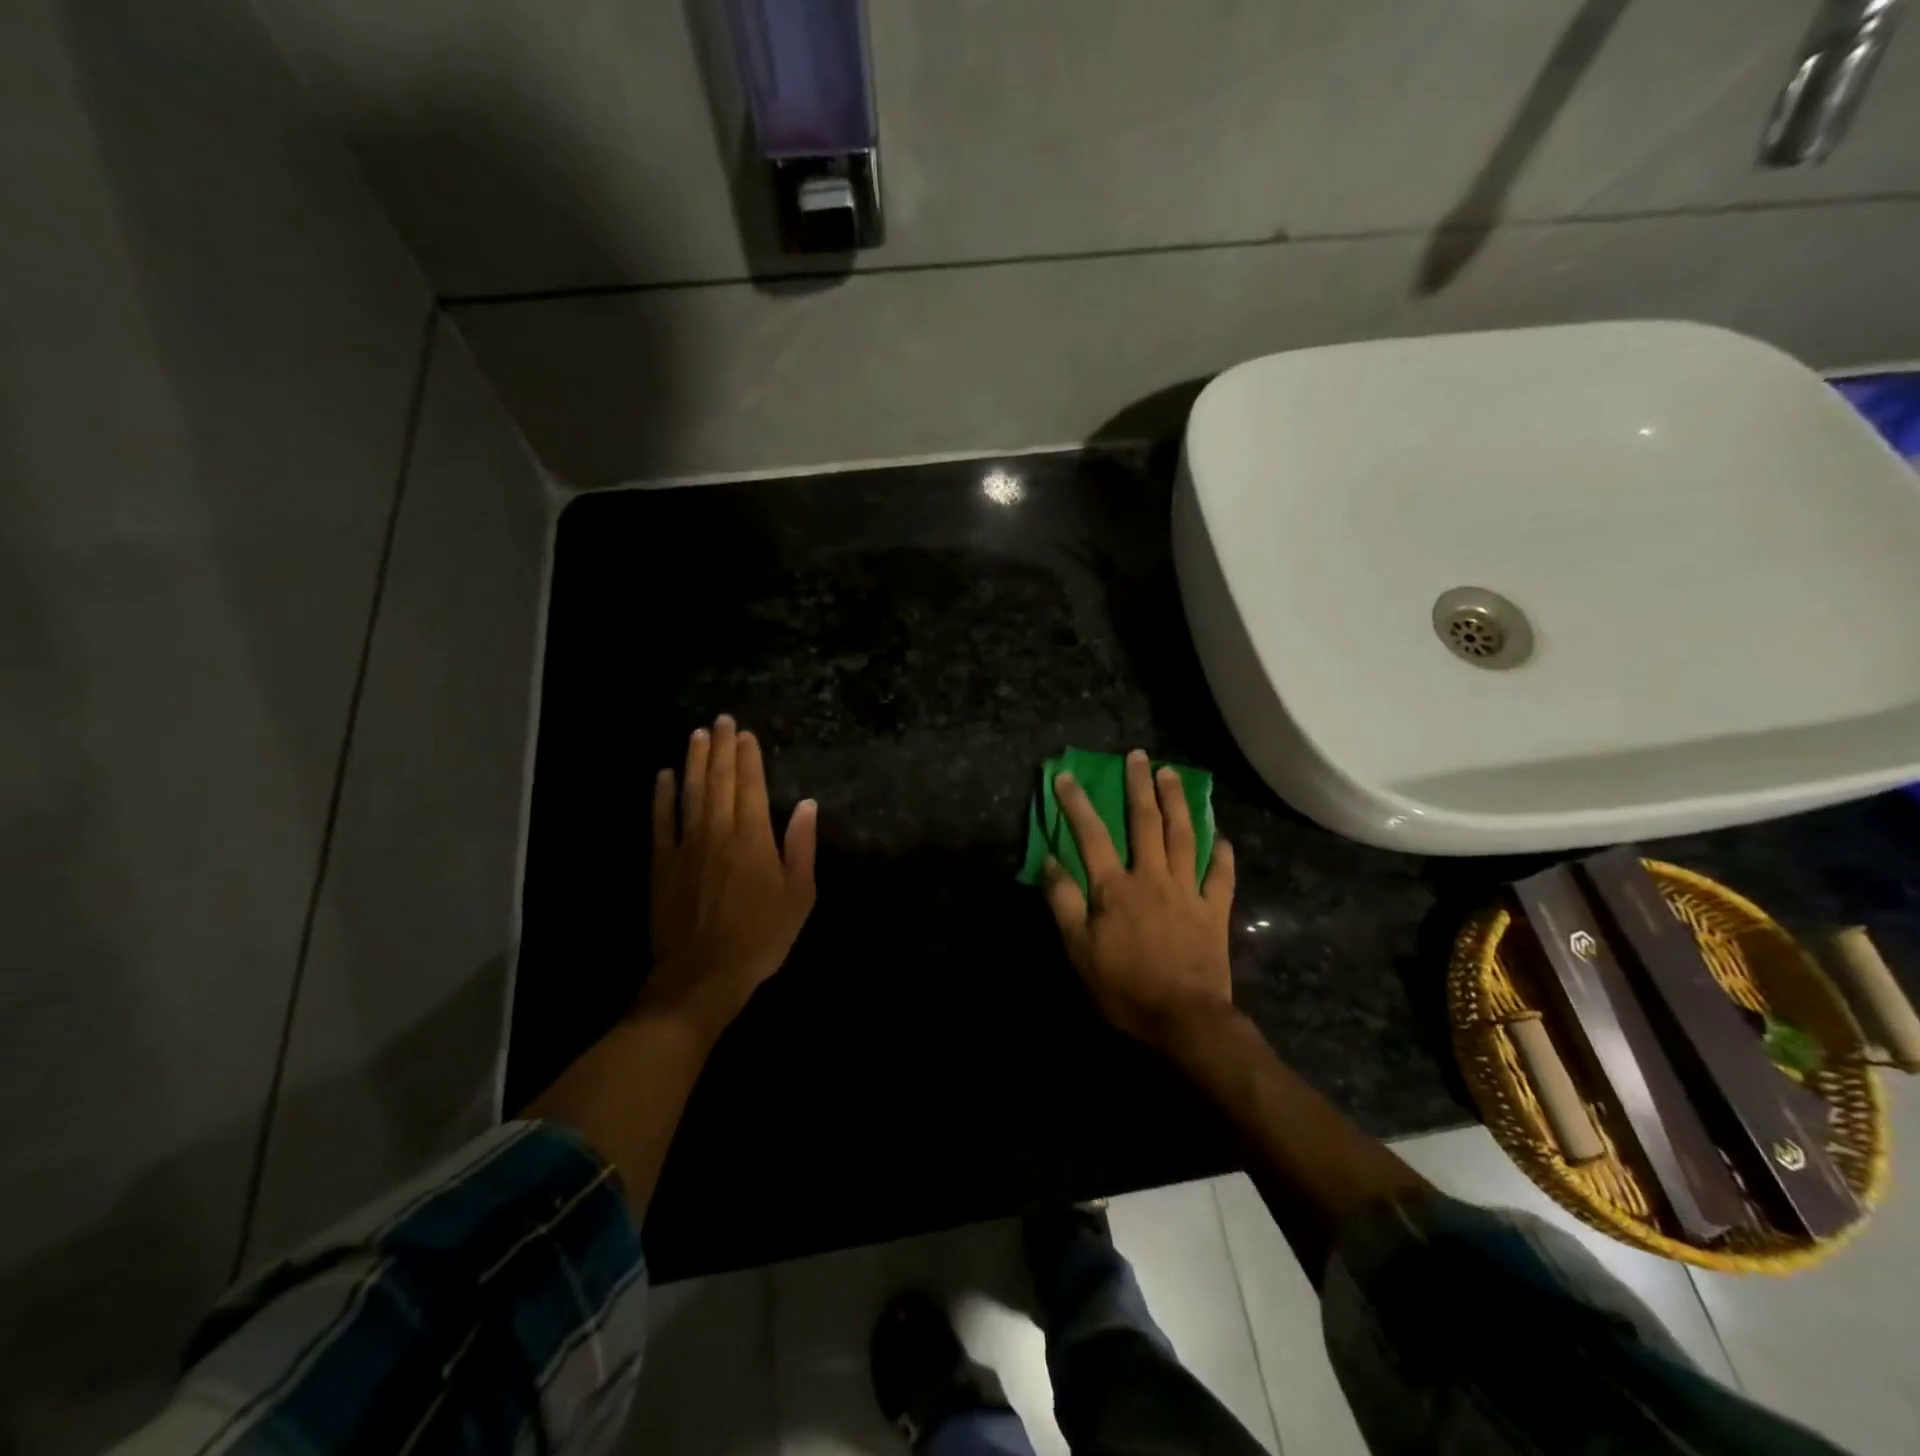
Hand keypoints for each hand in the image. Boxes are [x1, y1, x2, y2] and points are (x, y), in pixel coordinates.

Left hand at [643, 715, 817, 1045]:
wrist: (704, 973)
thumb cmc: (761, 936)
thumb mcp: (799, 895)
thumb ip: (802, 846)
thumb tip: (807, 805)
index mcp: (753, 838)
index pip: (751, 786)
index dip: (749, 758)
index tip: (747, 734)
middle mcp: (718, 831)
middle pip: (719, 780)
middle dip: (722, 748)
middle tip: (723, 720)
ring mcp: (686, 845)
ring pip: (690, 792)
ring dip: (694, 760)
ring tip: (698, 734)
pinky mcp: (662, 863)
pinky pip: (660, 820)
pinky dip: (662, 795)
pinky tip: (664, 775)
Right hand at [1042, 749, 1237, 1050]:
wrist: (1184, 1019)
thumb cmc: (1124, 987)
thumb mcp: (1079, 950)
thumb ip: (1065, 902)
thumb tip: (1051, 861)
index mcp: (1116, 888)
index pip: (1092, 835)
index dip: (1077, 804)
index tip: (1068, 776)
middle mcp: (1152, 878)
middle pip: (1146, 823)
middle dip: (1139, 786)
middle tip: (1139, 756)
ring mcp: (1188, 891)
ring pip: (1184, 837)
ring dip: (1177, 802)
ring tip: (1172, 774)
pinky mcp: (1214, 910)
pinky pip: (1220, 876)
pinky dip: (1222, 854)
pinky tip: (1221, 836)